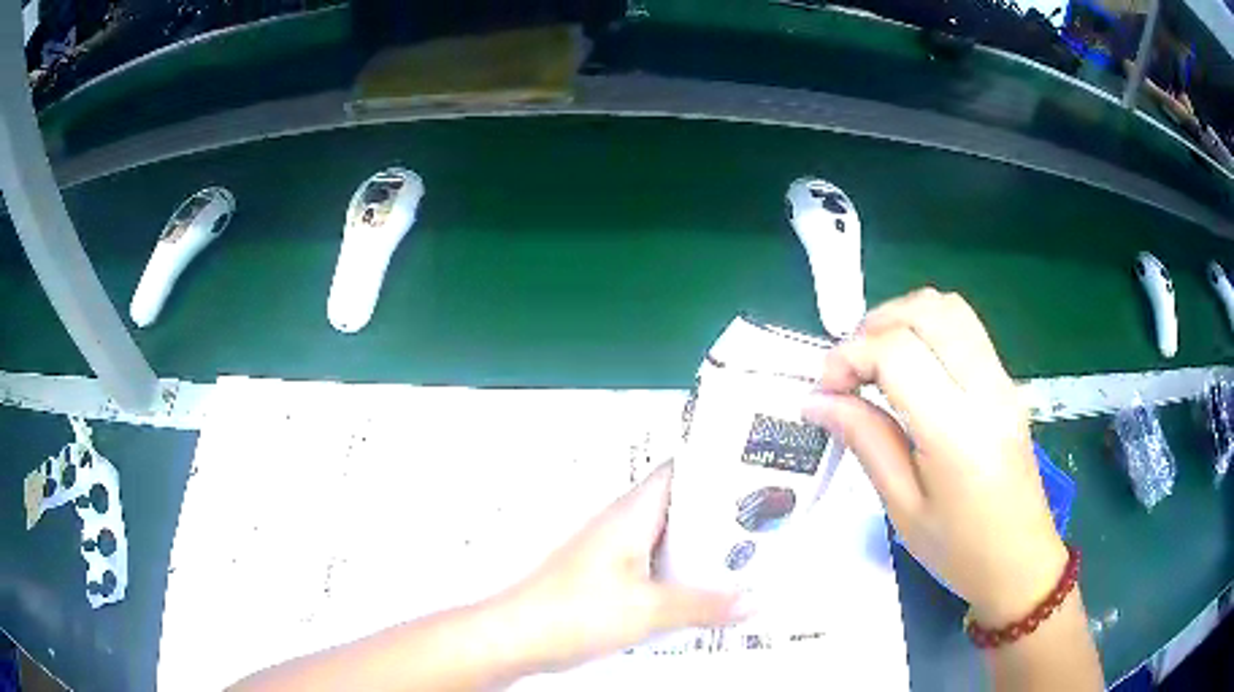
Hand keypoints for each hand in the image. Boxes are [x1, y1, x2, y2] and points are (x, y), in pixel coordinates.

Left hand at [497, 463, 747, 670]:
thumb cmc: (573, 611)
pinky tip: (704, 594)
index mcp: (632, 515)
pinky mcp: (607, 578)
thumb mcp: (649, 610)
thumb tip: (752, 601)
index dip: (717, 467)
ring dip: (701, 549)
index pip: (680, 471)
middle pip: (681, 508)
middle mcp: (623, 526)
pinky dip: (681, 575)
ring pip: (669, 541)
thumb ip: (704, 605)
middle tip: (764, 523)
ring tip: (745, 559)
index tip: (757, 473)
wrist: (517, 637)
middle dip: (721, 516)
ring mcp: (614, 553)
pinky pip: (655, 567)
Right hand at [802, 288, 1065, 626]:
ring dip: (902, 318)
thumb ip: (865, 441)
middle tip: (847, 370)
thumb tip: (818, 401)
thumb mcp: (902, 507)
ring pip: (948, 306)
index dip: (850, 357)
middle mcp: (986, 390)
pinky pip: (964, 327)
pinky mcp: (1007, 382)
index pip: (898, 353)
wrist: (1020, 562)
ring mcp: (1002, 380)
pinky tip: (910, 366)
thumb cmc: (958, 551)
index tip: (824, 389)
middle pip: (926, 311)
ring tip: (876, 361)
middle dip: (874, 326)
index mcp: (957, 431)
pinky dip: (927, 327)